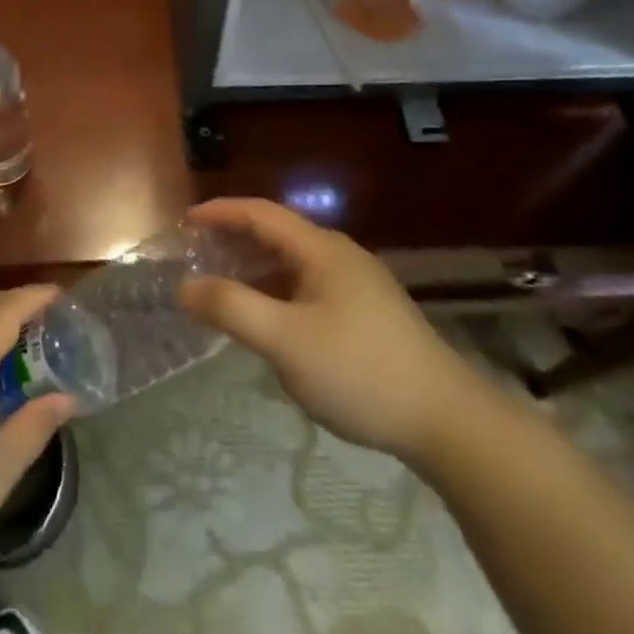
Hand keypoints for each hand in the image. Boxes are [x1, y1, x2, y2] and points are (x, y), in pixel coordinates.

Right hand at [181, 197, 488, 462]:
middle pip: (277, 235)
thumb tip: (186, 287)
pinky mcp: (367, 315)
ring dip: (254, 270)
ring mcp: (358, 286)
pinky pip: (308, 289)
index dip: (221, 211)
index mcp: (322, 250)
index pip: (261, 214)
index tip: (185, 221)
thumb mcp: (285, 341)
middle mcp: (340, 257)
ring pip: (293, 265)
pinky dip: (276, 293)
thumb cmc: (360, 371)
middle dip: (233, 240)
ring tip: (221, 288)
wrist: (448, 422)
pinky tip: (267, 322)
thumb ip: (231, 308)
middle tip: (196, 255)